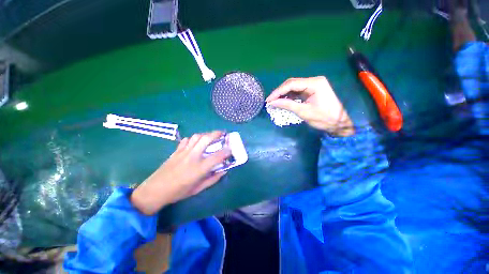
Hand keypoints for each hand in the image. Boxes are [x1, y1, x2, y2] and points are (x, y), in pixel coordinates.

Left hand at [131, 131, 230, 214]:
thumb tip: (224, 171)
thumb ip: (213, 179)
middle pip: (206, 139)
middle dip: (216, 134)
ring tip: (211, 136)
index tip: (230, 149)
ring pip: (196, 137)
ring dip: (206, 134)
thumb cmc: (178, 192)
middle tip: (223, 134)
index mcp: (199, 168)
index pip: (217, 156)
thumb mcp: (198, 189)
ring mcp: (183, 152)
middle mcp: (192, 156)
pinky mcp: (176, 151)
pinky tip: (195, 142)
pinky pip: (186, 140)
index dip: (226, 151)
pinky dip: (193, 139)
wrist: (155, 190)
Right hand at [266, 76, 353, 135]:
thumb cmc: (324, 118)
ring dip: (284, 94)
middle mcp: (314, 81)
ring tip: (275, 102)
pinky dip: (289, 96)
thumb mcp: (303, 112)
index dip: (278, 92)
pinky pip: (297, 91)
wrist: (340, 123)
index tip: (269, 100)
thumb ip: (287, 105)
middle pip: (292, 83)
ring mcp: (313, 85)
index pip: (291, 84)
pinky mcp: (312, 91)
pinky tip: (283, 101)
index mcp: (314, 83)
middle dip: (280, 92)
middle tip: (270, 101)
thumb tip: (272, 102)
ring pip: (294, 87)